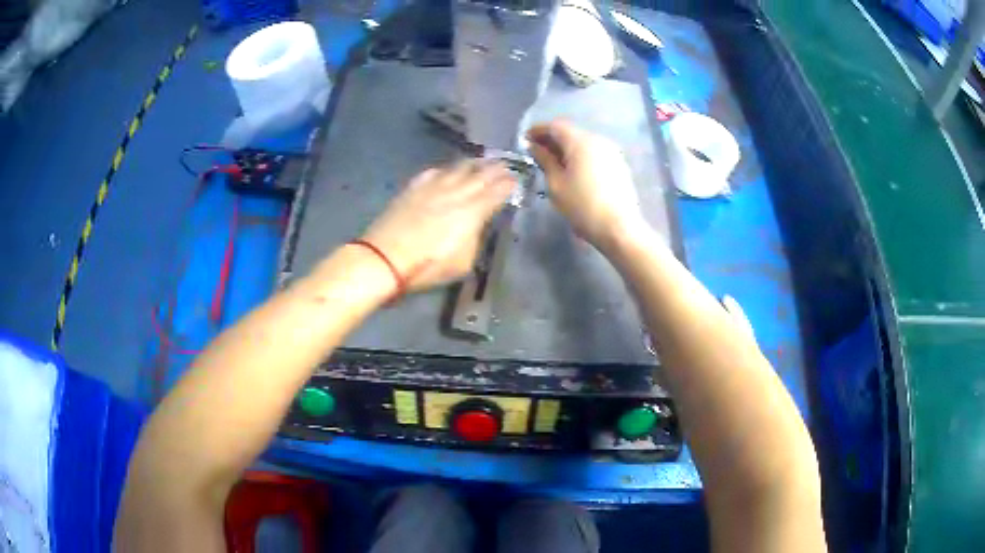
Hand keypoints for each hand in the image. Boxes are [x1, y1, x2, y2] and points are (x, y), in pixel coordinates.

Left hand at [361, 160, 515, 292]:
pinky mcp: (413, 188)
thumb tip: (477, 225)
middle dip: (496, 168)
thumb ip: (475, 239)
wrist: (385, 258)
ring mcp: (433, 187)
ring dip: (474, 163)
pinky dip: (446, 169)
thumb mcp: (463, 262)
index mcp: (473, 211)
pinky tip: (447, 170)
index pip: (497, 191)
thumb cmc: (428, 266)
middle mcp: (456, 192)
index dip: (509, 184)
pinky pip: (434, 172)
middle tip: (505, 165)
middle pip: (481, 174)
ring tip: (482, 161)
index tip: (516, 180)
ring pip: (458, 168)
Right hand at [527, 120, 645, 248]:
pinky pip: (594, 153)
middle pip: (570, 133)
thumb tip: (535, 147)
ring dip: (567, 149)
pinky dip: (580, 157)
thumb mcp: (555, 184)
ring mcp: (611, 151)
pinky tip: (573, 171)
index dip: (538, 130)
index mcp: (580, 141)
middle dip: (552, 140)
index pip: (555, 126)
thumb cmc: (582, 206)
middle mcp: (598, 140)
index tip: (525, 140)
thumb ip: (544, 160)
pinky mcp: (619, 164)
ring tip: (554, 164)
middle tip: (537, 153)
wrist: (619, 228)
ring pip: (583, 143)